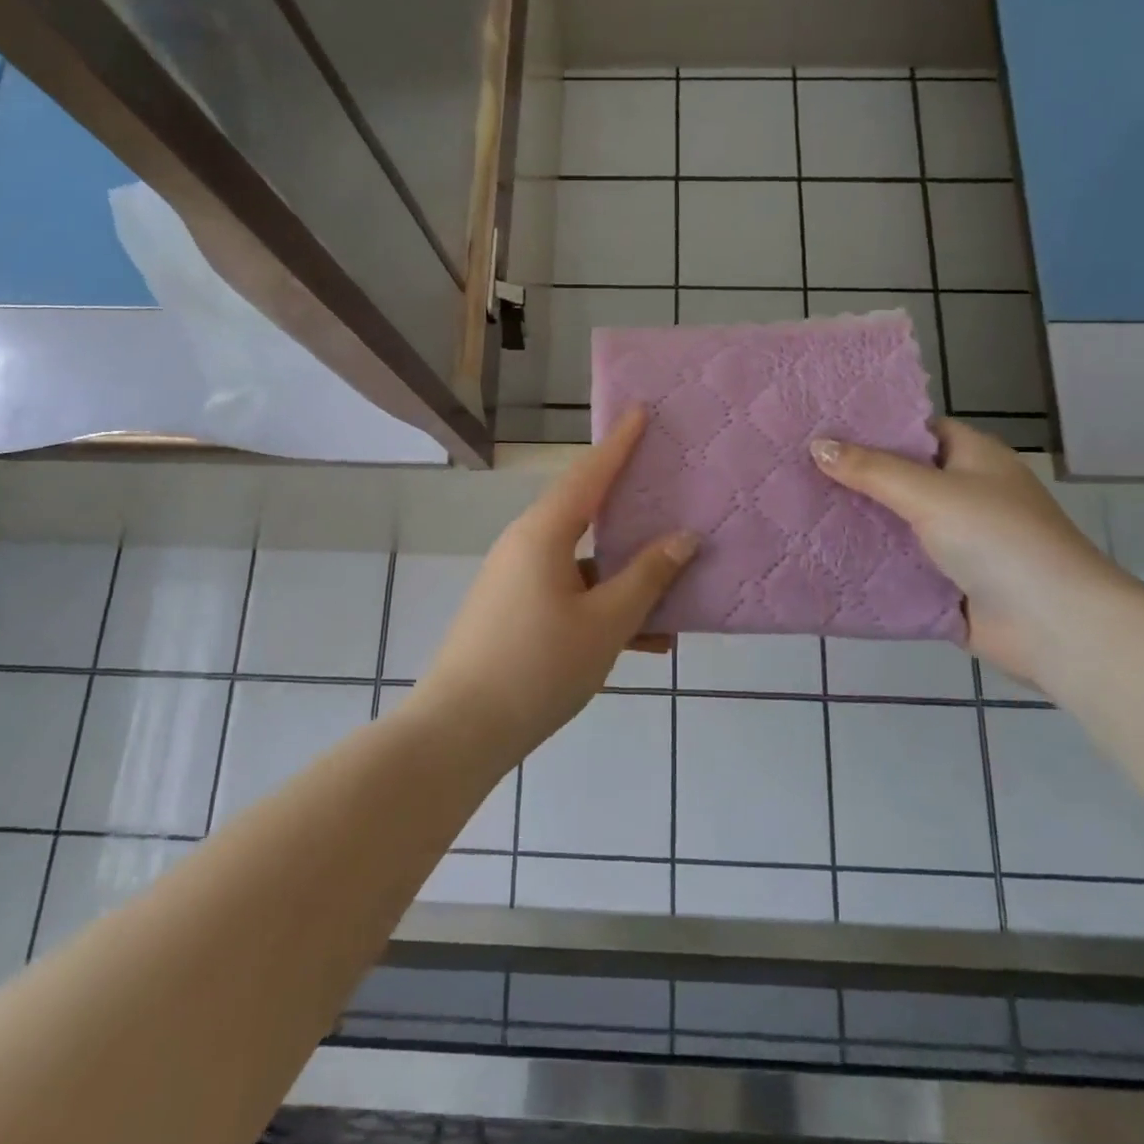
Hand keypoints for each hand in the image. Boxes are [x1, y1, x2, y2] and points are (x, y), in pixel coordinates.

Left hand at [406, 406, 698, 765]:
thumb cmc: (537, 668)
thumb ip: (647, 578)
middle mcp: (525, 546)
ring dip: (625, 576)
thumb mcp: (604, 623)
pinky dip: (603, 607)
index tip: (641, 412)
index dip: (619, 444)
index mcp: (543, 534)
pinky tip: (647, 640)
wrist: (459, 732)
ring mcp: (517, 581)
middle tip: (668, 487)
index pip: (589, 474)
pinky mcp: (514, 613)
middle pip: (586, 514)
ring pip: (583, 563)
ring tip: (677, 587)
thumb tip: (684, 538)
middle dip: (630, 507)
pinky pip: (569, 595)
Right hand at [811, 420, 1128, 681]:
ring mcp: (956, 540)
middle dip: (854, 475)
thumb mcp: (931, 493)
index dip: (872, 426)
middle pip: (900, 476)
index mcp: (973, 457)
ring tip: (797, 506)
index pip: (916, 430)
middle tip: (795, 466)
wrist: (1053, 625)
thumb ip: (872, 470)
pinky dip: (868, 560)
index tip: (820, 426)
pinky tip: (821, 553)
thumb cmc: (999, 538)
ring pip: (895, 522)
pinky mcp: (945, 581)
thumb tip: (816, 444)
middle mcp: (965, 493)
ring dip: (857, 520)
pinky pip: (898, 563)